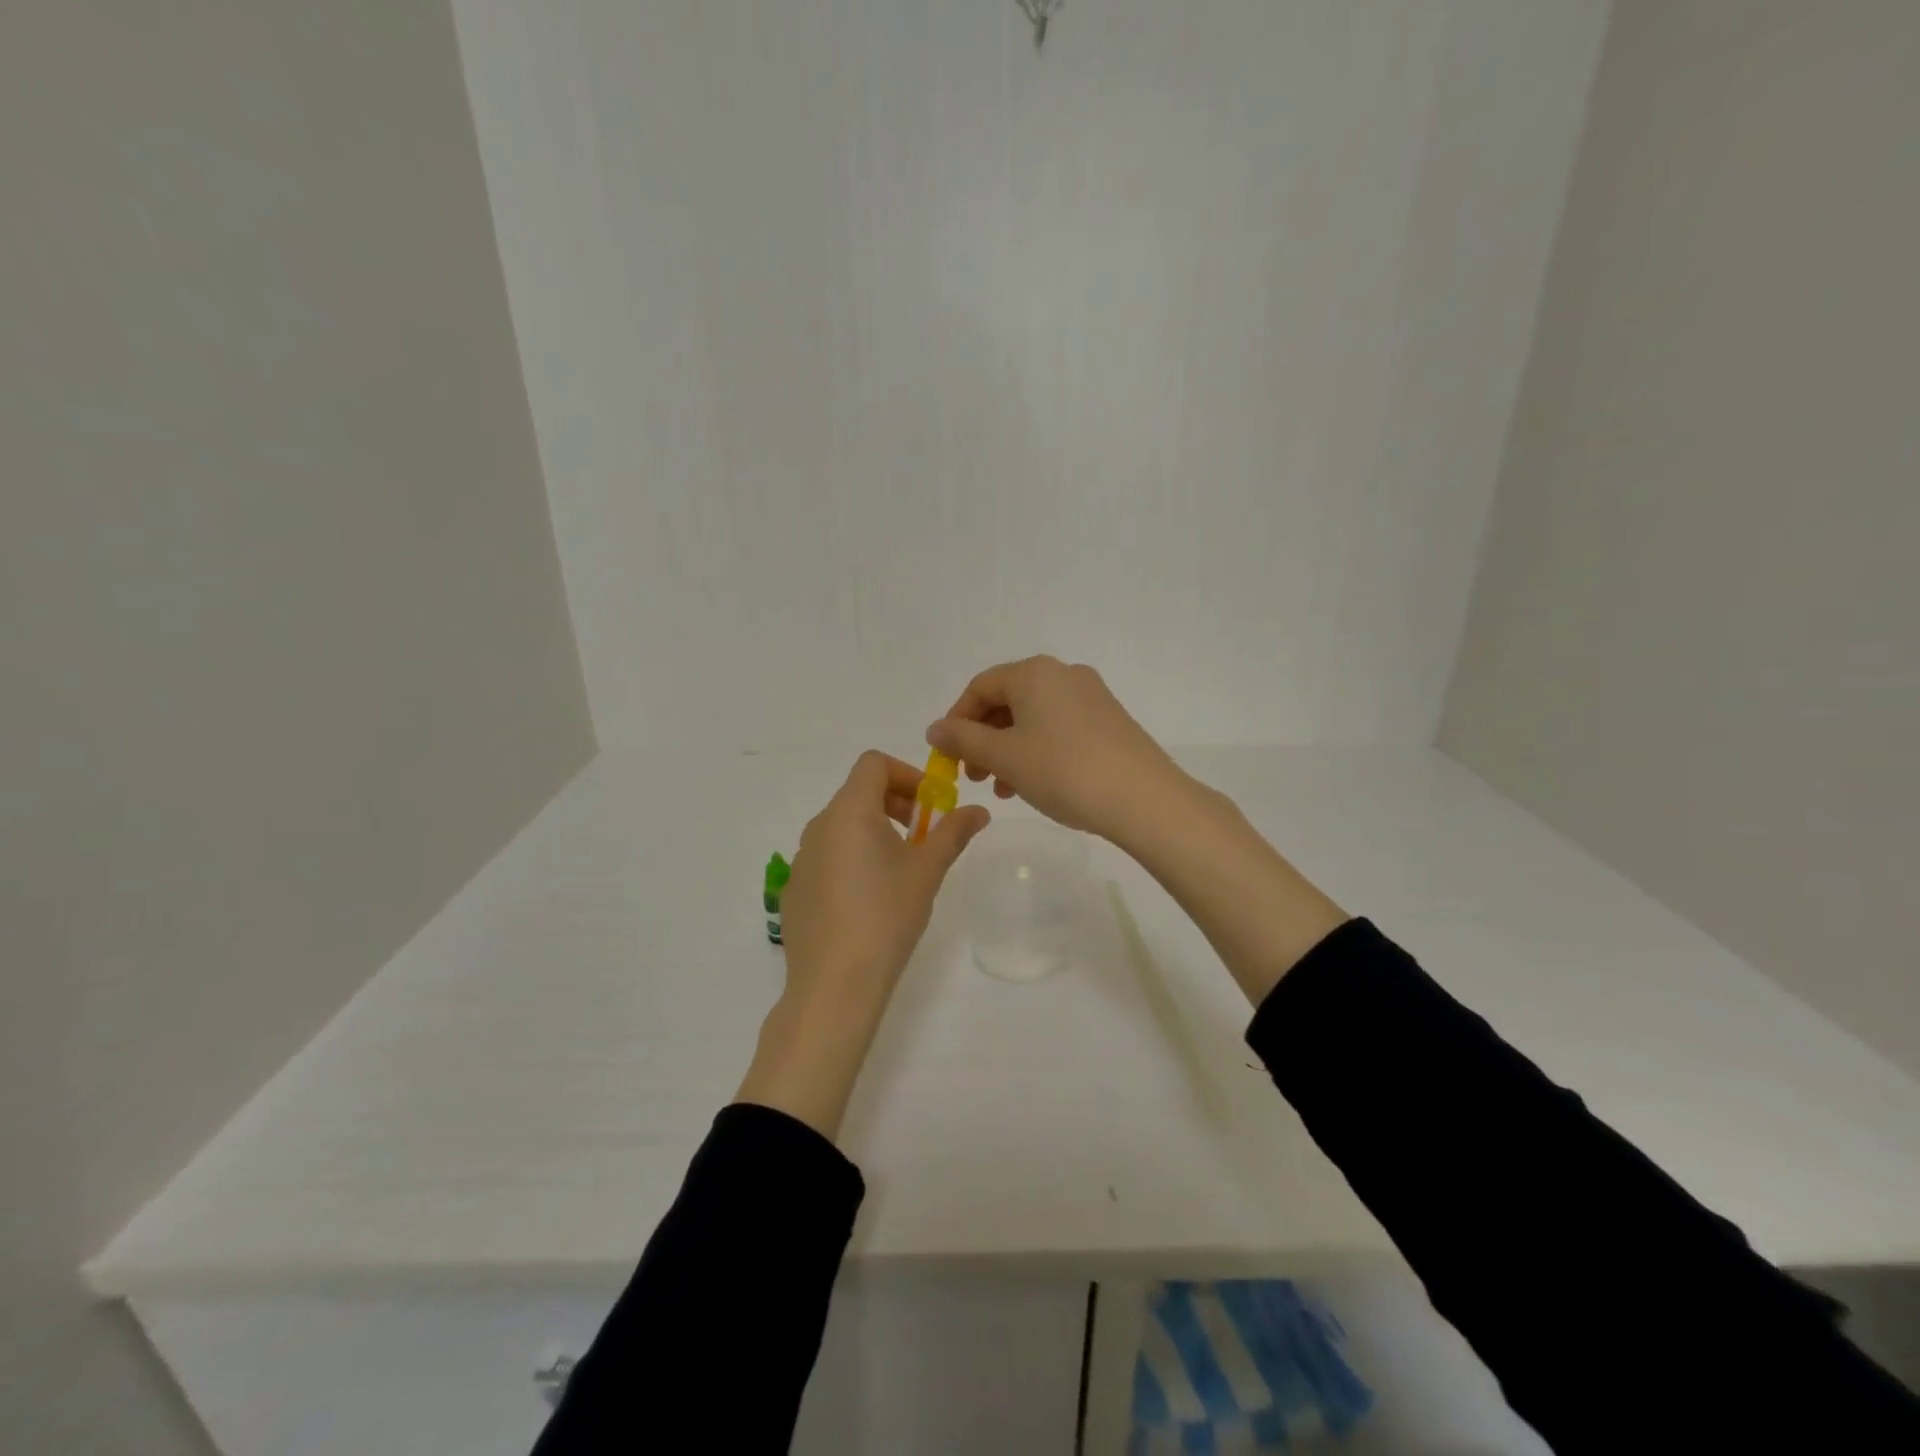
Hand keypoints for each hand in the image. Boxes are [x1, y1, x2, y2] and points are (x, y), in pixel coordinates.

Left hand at [736, 751, 989, 1138]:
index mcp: (849, 812)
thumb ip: (953, 832)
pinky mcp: (795, 888)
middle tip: (923, 836)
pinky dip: (852, 858)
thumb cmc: (886, 916)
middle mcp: (819, 826)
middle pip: (858, 792)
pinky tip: (869, 901)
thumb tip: (979, 810)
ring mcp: (801, 858)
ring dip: (875, 831)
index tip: (930, 806)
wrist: (834, 984)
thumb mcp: (927, 871)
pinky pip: (827, 856)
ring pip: (842, 826)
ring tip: (900, 871)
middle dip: (895, 803)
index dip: (906, 774)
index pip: (873, 764)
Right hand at [929, 658, 1345, 1003]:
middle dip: (983, 738)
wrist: (1144, 798)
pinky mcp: (1109, 721)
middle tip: (974, 777)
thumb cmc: (1064, 771)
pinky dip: (1037, 751)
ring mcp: (1091, 697)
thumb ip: (964, 740)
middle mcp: (1063, 674)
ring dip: (1008, 750)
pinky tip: (1035, 784)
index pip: (980, 687)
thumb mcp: (1005, 757)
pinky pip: (1059, 728)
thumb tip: (935, 729)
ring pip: (1033, 718)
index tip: (948, 757)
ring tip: (1003, 789)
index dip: (956, 720)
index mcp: (1034, 673)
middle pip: (1007, 701)